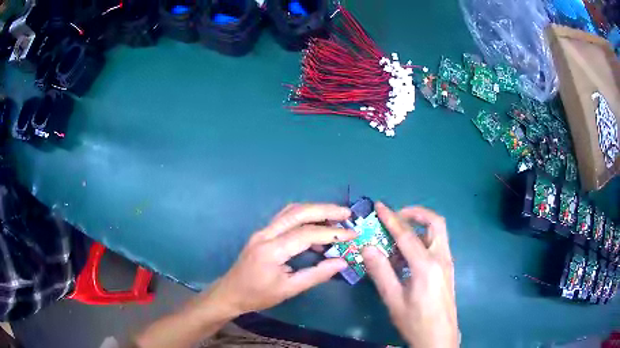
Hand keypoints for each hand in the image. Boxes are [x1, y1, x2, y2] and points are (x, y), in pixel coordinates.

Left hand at [205, 203, 355, 316]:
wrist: (230, 293)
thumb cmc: (258, 295)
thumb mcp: (289, 290)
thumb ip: (316, 275)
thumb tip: (342, 262)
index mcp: (271, 250)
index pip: (306, 234)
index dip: (332, 233)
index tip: (352, 234)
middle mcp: (266, 234)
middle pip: (298, 212)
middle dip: (325, 210)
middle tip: (347, 214)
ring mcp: (262, 231)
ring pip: (291, 211)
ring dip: (315, 210)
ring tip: (336, 218)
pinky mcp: (263, 233)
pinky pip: (286, 218)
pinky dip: (304, 218)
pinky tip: (316, 231)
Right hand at [361, 202, 458, 347]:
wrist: (439, 337)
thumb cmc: (415, 321)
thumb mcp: (393, 299)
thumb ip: (381, 272)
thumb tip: (367, 247)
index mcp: (426, 266)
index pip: (407, 235)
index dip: (391, 218)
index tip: (379, 205)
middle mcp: (441, 258)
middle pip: (435, 223)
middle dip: (416, 213)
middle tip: (397, 216)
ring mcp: (447, 263)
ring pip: (439, 233)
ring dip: (420, 227)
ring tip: (399, 238)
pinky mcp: (448, 269)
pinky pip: (438, 245)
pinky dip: (424, 240)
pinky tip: (409, 257)